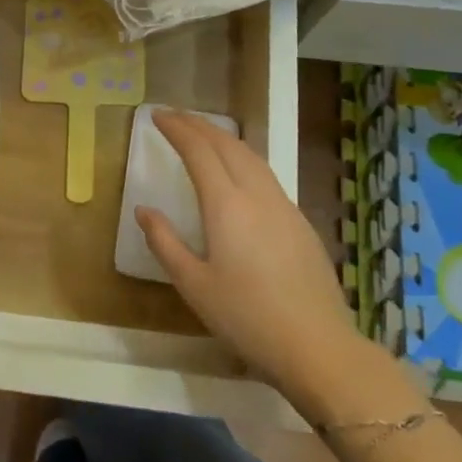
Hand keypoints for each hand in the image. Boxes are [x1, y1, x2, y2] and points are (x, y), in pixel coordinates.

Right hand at [136, 110, 416, 422]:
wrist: (317, 345)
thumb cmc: (246, 317)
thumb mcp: (193, 285)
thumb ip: (165, 242)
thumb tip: (144, 210)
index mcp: (226, 204)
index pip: (198, 151)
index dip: (177, 129)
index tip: (157, 116)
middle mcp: (256, 194)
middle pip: (227, 144)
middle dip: (199, 125)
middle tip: (176, 117)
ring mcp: (284, 206)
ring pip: (251, 156)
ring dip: (224, 138)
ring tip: (204, 134)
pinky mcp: (301, 222)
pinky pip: (266, 174)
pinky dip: (244, 158)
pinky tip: (239, 171)